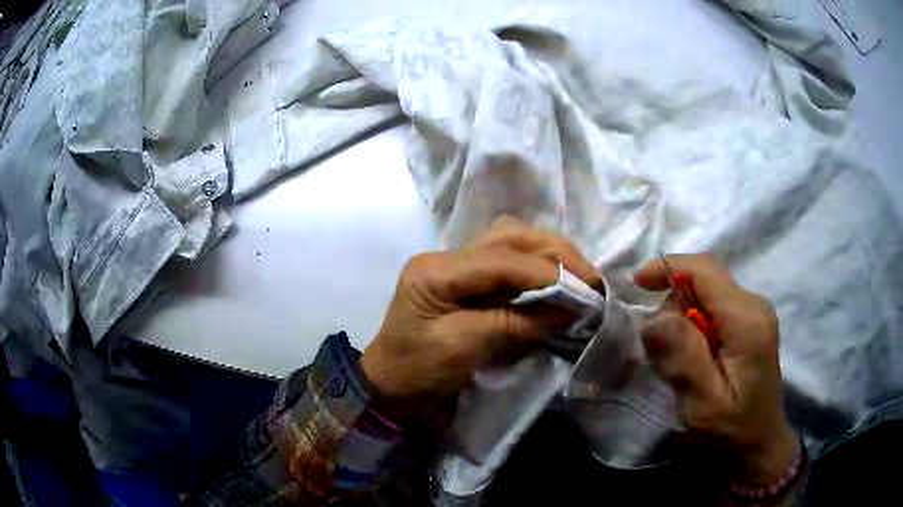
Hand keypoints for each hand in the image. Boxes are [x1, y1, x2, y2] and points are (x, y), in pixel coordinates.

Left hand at [361, 217, 600, 408]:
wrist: (391, 386)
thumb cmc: (418, 371)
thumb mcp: (464, 348)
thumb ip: (516, 324)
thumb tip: (569, 309)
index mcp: (436, 271)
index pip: (501, 259)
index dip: (546, 273)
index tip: (585, 291)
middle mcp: (446, 256)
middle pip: (509, 237)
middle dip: (555, 254)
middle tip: (590, 277)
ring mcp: (455, 263)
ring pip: (511, 241)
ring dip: (549, 255)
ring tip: (580, 276)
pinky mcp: (466, 278)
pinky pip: (508, 260)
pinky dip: (537, 267)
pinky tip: (557, 279)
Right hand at [634, 254, 796, 486]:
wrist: (759, 444)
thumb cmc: (731, 430)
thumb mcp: (703, 403)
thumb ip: (683, 358)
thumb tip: (654, 317)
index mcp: (747, 320)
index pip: (705, 271)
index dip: (668, 268)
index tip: (636, 284)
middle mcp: (755, 305)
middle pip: (706, 280)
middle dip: (675, 302)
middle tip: (659, 348)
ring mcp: (756, 313)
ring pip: (709, 293)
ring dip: (684, 317)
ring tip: (678, 360)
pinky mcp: (752, 323)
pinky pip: (715, 307)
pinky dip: (695, 323)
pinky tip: (693, 356)